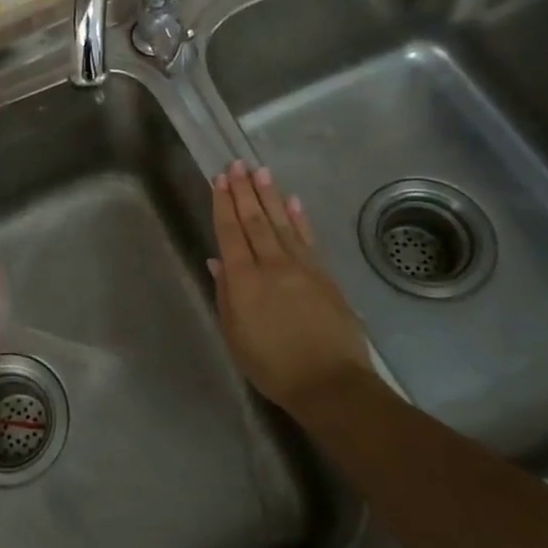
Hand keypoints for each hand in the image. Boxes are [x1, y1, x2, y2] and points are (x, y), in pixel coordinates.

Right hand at [210, 162, 377, 420]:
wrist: (330, 383)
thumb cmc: (273, 365)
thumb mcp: (235, 335)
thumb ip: (225, 294)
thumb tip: (217, 261)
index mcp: (243, 280)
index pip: (230, 232)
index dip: (223, 204)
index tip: (219, 179)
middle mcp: (271, 264)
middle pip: (255, 220)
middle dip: (244, 190)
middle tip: (237, 164)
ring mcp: (301, 267)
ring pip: (282, 222)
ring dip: (270, 195)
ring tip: (261, 171)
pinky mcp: (324, 275)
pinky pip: (308, 238)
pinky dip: (299, 218)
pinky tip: (293, 201)